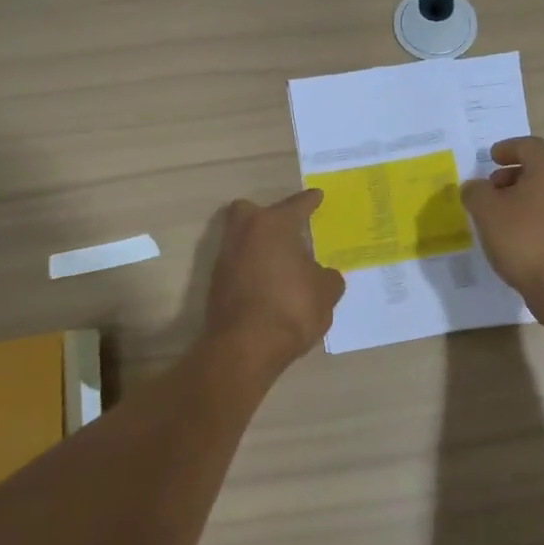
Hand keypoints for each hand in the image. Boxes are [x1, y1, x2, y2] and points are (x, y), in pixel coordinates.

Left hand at [203, 190, 345, 375]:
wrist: (244, 348)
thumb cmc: (291, 309)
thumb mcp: (326, 293)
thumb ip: (328, 277)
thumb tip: (324, 275)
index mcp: (273, 225)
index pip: (296, 204)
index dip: (310, 201)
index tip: (317, 196)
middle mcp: (244, 233)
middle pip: (250, 211)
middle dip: (266, 216)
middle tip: (287, 229)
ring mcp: (225, 258)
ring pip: (241, 238)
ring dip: (259, 245)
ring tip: (282, 262)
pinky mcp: (216, 283)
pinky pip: (238, 264)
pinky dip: (252, 268)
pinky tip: (269, 283)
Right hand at [462, 136, 543, 319]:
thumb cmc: (524, 237)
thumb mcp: (486, 210)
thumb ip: (476, 192)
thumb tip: (475, 188)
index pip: (528, 145)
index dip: (506, 149)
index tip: (490, 157)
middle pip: (539, 169)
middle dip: (511, 175)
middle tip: (490, 188)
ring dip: (521, 198)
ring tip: (496, 215)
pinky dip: (531, 218)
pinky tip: (513, 236)